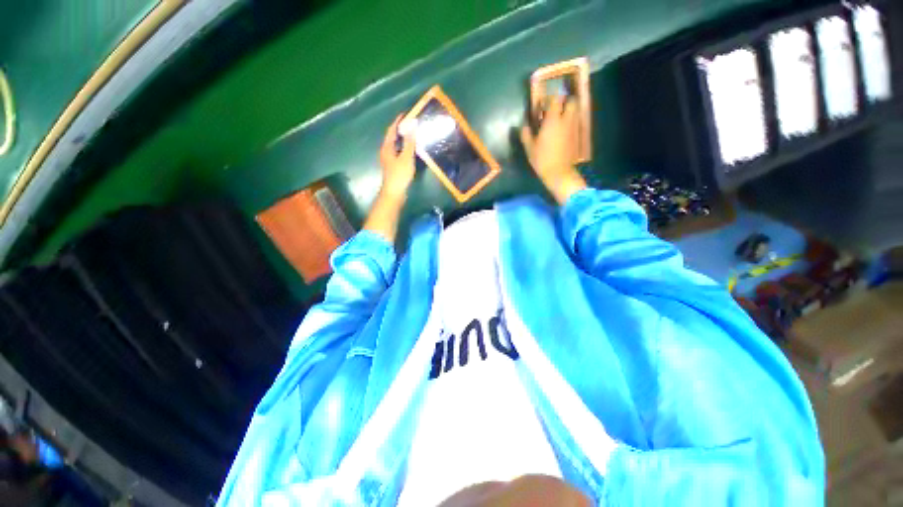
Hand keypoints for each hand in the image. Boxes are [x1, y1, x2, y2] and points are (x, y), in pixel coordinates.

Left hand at [363, 115, 416, 242]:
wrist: (394, 193)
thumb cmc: (399, 174)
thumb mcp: (406, 157)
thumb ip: (409, 142)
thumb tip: (412, 125)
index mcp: (387, 147)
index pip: (391, 130)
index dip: (398, 121)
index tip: (406, 114)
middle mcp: (386, 151)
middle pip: (392, 137)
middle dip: (401, 129)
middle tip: (412, 124)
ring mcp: (389, 160)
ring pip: (395, 145)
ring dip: (403, 139)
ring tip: (413, 135)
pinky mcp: (393, 167)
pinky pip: (398, 153)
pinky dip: (404, 148)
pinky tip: (411, 151)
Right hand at [520, 96, 586, 203]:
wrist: (558, 172)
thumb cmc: (542, 159)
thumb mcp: (530, 148)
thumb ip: (526, 135)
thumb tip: (524, 126)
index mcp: (552, 121)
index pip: (555, 100)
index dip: (549, 99)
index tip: (542, 104)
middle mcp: (565, 121)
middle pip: (572, 102)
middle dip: (565, 102)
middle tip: (555, 108)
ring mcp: (573, 128)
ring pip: (575, 112)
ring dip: (568, 111)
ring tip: (559, 119)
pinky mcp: (576, 136)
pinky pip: (574, 123)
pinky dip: (570, 122)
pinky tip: (562, 130)